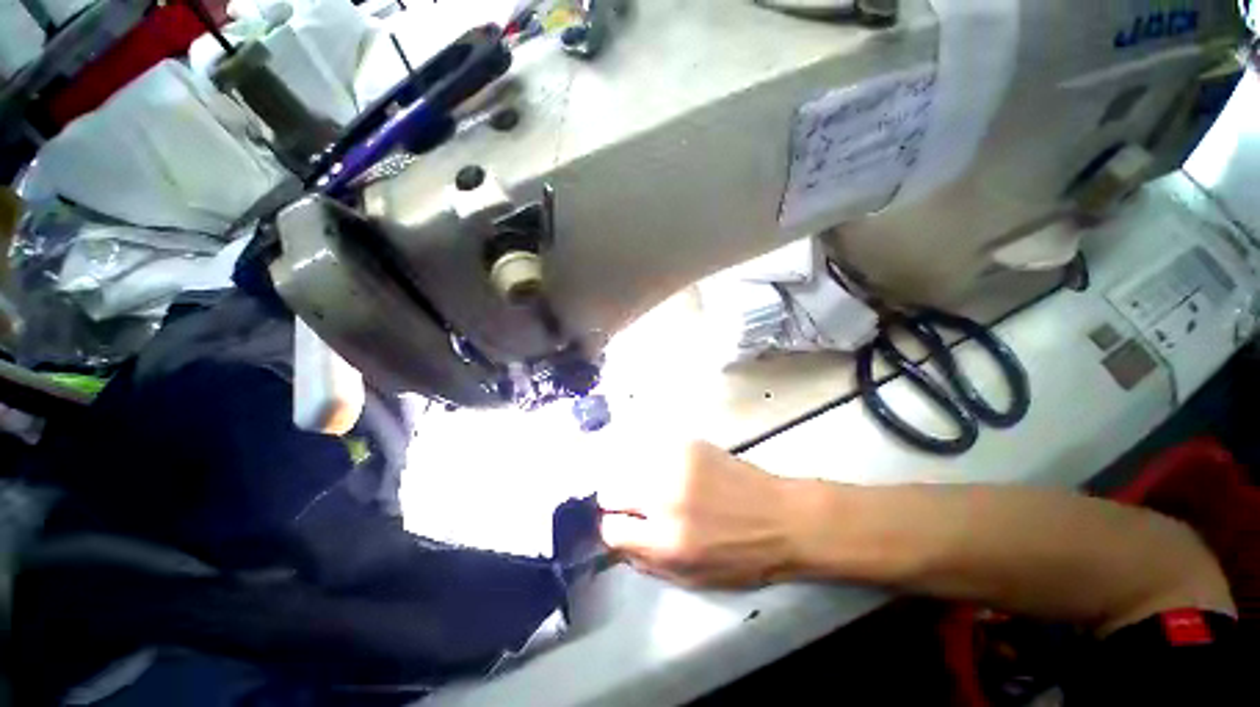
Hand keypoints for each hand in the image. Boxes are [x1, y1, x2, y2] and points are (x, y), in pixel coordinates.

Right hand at [597, 439, 813, 587]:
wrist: (783, 517)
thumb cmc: (742, 558)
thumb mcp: (692, 578)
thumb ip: (647, 561)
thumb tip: (618, 540)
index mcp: (665, 541)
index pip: (610, 528)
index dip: (613, 530)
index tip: (623, 526)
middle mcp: (664, 497)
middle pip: (611, 490)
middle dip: (617, 501)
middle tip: (636, 505)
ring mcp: (676, 464)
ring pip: (628, 466)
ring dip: (635, 479)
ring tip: (656, 486)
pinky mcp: (688, 444)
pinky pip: (652, 451)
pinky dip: (654, 463)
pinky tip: (673, 471)